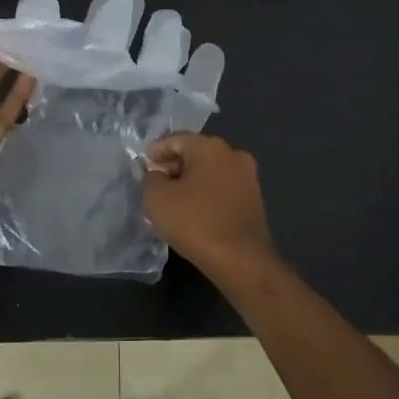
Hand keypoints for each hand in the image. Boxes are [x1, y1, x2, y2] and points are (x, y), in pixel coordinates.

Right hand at [143, 133, 277, 276]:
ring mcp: (248, 177)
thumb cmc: (195, 222)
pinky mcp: (254, 199)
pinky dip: (206, 193)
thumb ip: (149, 179)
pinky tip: (194, 211)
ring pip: (210, 171)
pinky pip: (222, 188)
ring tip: (172, 200)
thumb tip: (155, 174)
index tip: (143, 166)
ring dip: (190, 181)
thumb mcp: (156, 198)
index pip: (176, 139)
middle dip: (173, 165)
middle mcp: (233, 154)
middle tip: (155, 183)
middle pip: (196, 153)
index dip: (156, 151)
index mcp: (210, 147)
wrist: (241, 259)